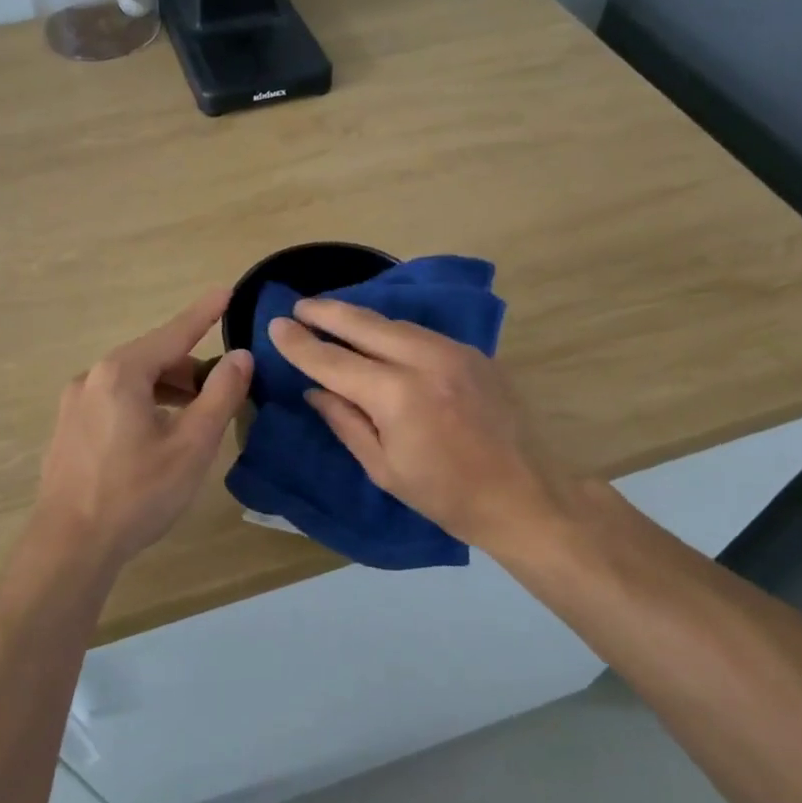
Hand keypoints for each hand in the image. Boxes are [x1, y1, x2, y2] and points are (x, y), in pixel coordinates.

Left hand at [32, 291, 253, 569]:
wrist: (70, 547)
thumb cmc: (137, 493)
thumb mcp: (192, 445)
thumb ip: (220, 395)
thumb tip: (240, 357)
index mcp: (122, 373)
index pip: (174, 333)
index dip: (204, 313)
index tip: (227, 291)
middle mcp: (92, 377)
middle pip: (152, 358)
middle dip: (189, 367)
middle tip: (221, 388)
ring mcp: (74, 404)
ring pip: (132, 382)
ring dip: (167, 389)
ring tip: (194, 415)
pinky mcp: (67, 429)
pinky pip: (114, 400)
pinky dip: (143, 404)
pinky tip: (157, 435)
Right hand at [267, 298, 573, 554]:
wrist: (526, 495)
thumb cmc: (447, 496)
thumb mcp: (384, 469)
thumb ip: (346, 422)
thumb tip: (315, 390)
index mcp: (397, 396)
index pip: (334, 361)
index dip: (301, 344)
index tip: (276, 325)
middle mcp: (424, 361)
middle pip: (364, 324)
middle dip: (326, 312)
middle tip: (299, 306)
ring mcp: (454, 351)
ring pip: (395, 323)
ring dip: (360, 318)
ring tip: (332, 315)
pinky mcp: (474, 353)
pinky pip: (421, 333)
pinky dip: (392, 330)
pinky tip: (379, 335)